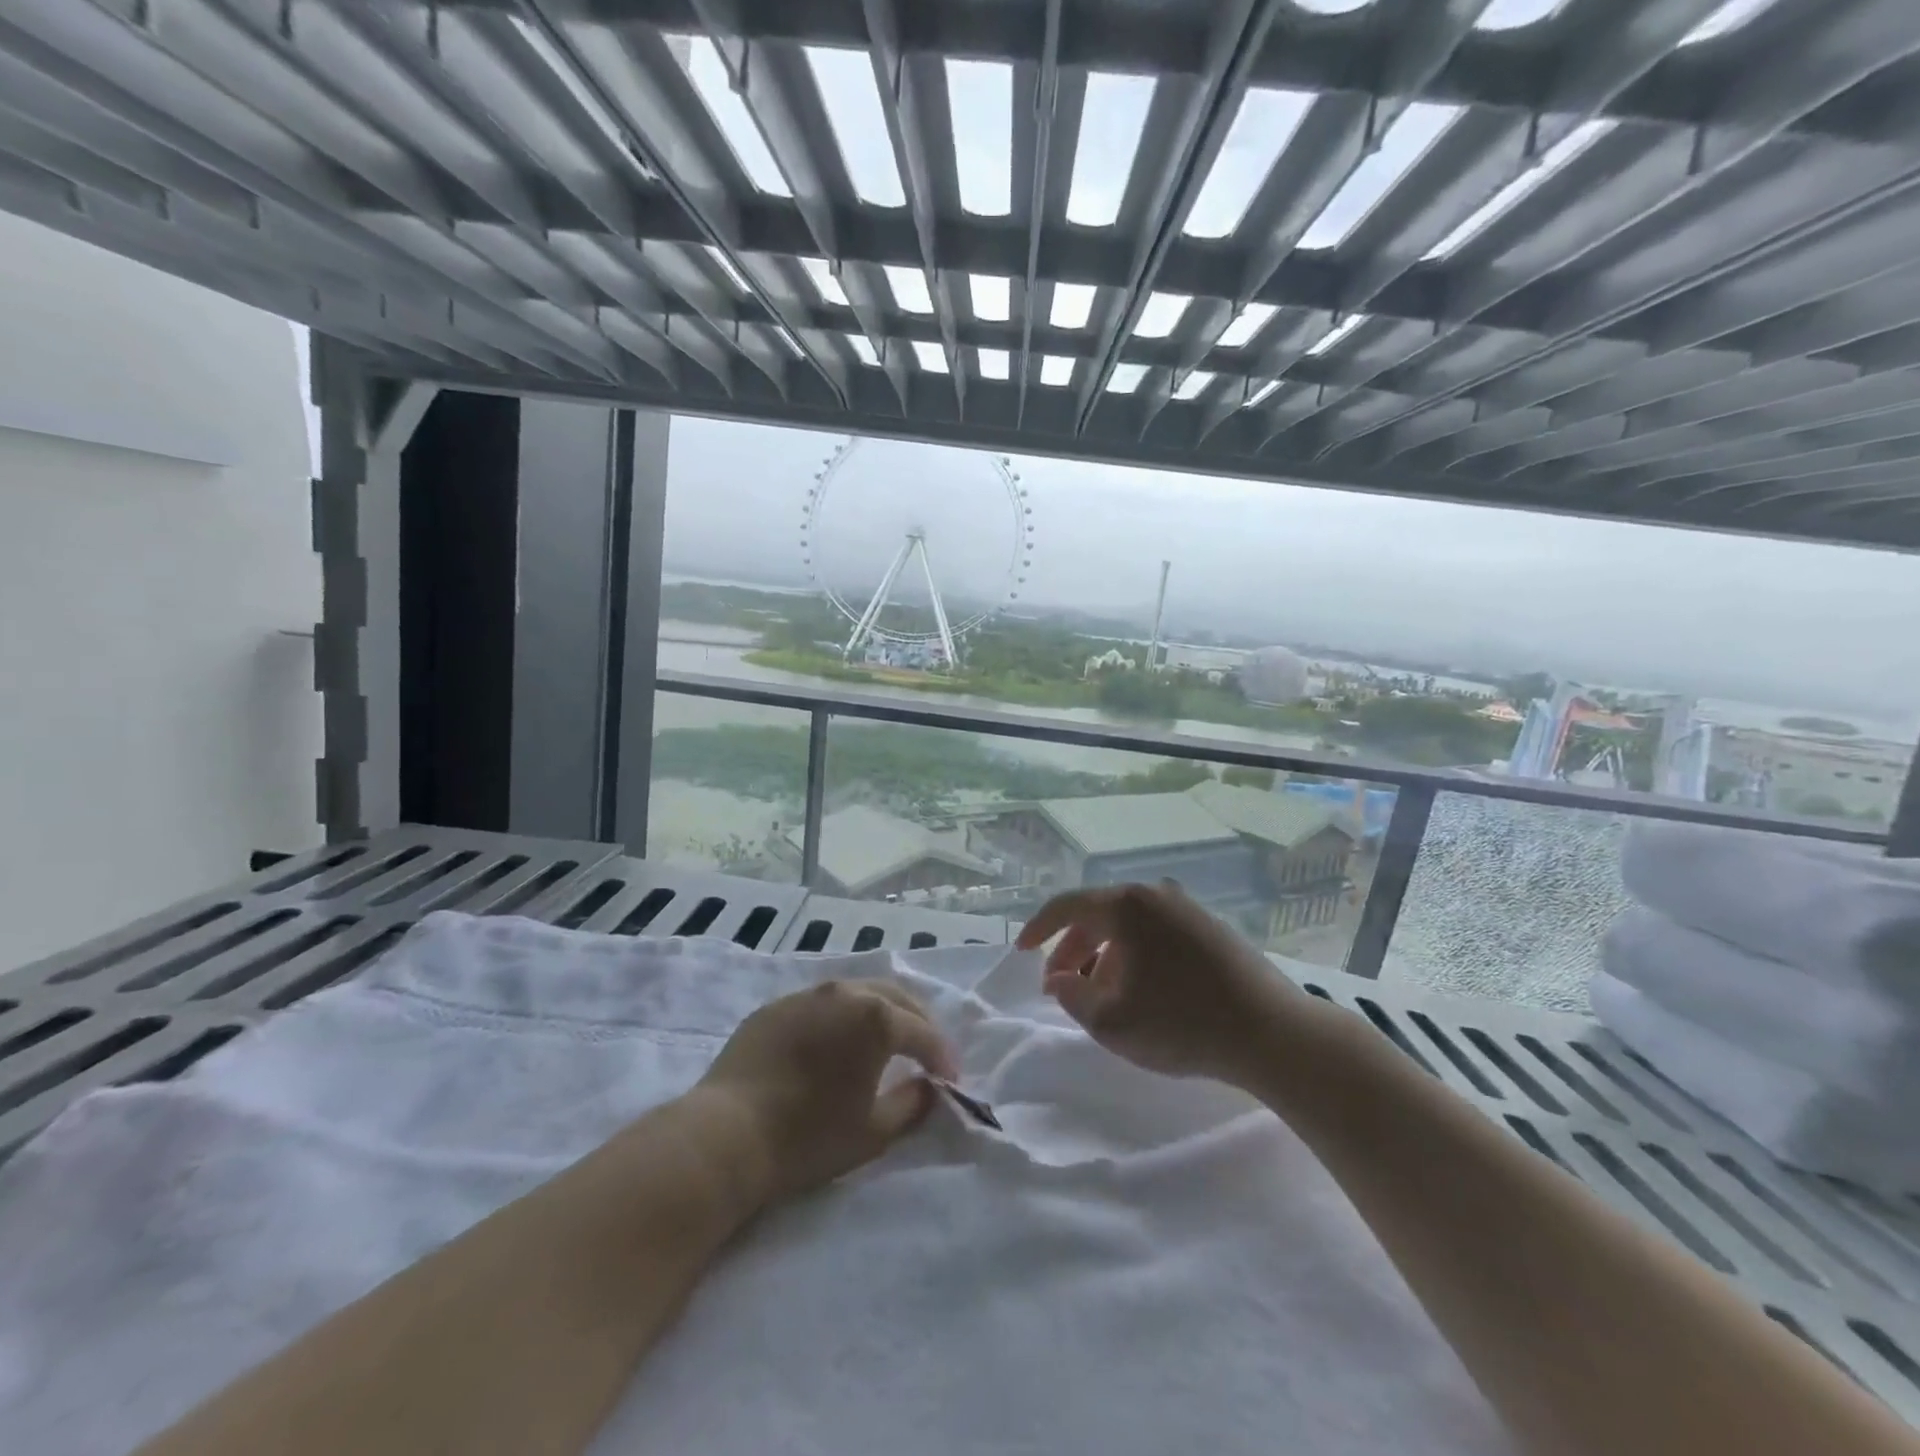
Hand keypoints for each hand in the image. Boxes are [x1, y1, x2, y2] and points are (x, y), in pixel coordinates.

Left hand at [695, 980, 957, 1202]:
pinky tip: (835, 1042)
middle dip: (917, 1022)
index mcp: (876, 1017)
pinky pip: (821, 1004)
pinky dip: (841, 1018)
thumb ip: (912, 1103)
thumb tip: (929, 1086)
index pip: (923, 1032)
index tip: (950, 1079)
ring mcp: (806, 995)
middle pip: (894, 998)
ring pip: (857, 993)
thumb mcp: (874, 1131)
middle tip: (925, 1050)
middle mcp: (845, 993)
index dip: (942, 1056)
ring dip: (879, 1012)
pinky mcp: (775, 1007)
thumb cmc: (808, 1136)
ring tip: (884, 1040)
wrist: (727, 1134)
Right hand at [1016, 882, 1312, 1089]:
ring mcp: (1186, 908)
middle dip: (1073, 950)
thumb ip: (1071, 996)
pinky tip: (1141, 990)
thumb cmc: (1181, 1024)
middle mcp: (1154, 895)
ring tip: (1101, 995)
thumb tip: (1060, 979)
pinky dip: (1134, 955)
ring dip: (1104, 956)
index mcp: (1126, 906)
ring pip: (1128, 926)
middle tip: (1061, 986)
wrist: (1271, 1032)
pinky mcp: (1209, 928)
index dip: (1037, 928)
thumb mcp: (1111, 1021)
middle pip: (1097, 915)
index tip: (1021, 951)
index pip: (1066, 906)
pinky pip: (1155, 933)